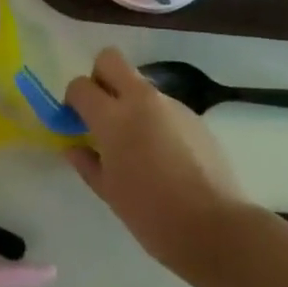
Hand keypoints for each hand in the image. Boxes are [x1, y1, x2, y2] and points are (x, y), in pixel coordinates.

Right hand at [65, 48, 247, 272]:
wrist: (214, 227)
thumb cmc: (151, 214)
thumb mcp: (109, 193)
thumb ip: (87, 162)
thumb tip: (73, 147)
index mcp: (113, 118)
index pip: (81, 85)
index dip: (73, 99)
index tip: (75, 121)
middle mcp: (141, 100)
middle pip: (110, 60)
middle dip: (99, 77)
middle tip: (101, 112)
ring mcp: (171, 104)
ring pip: (139, 84)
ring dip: (129, 101)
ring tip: (137, 143)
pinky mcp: (193, 115)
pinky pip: (163, 105)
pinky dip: (154, 119)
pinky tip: (163, 155)